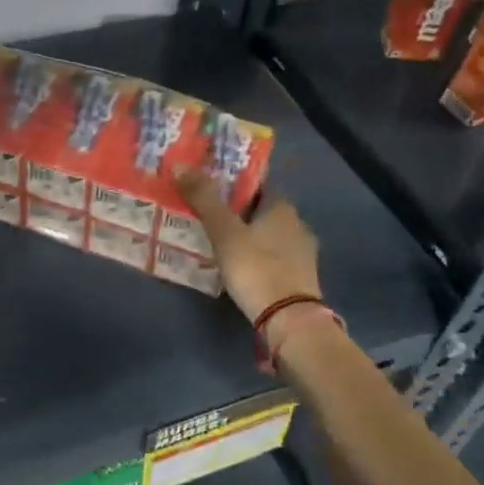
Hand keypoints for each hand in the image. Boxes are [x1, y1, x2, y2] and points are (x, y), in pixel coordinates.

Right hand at [177, 169, 321, 322]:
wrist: (289, 320)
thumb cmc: (256, 268)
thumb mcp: (224, 232)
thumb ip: (204, 199)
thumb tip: (180, 164)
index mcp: (283, 208)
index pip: (258, 186)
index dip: (235, 185)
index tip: (212, 190)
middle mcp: (298, 225)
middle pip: (263, 212)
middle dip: (240, 213)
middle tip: (210, 218)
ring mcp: (303, 254)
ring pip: (270, 236)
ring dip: (250, 237)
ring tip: (221, 243)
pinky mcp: (301, 278)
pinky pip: (274, 258)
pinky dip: (258, 258)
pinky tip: (241, 267)